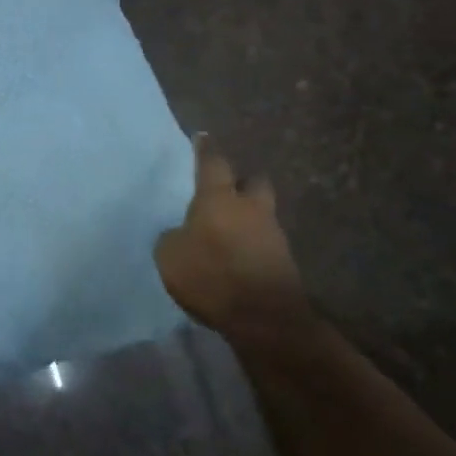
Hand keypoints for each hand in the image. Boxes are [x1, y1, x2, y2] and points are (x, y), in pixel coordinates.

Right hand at [154, 134, 309, 339]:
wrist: (265, 318)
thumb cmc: (211, 275)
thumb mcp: (170, 255)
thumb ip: (173, 237)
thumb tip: (181, 234)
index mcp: (219, 198)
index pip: (213, 162)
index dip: (206, 149)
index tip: (203, 137)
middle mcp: (250, 208)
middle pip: (253, 182)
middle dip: (242, 182)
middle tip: (227, 188)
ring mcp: (273, 235)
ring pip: (261, 213)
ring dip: (248, 217)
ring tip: (228, 230)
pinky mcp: (284, 262)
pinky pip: (265, 243)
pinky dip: (252, 245)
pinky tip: (237, 257)